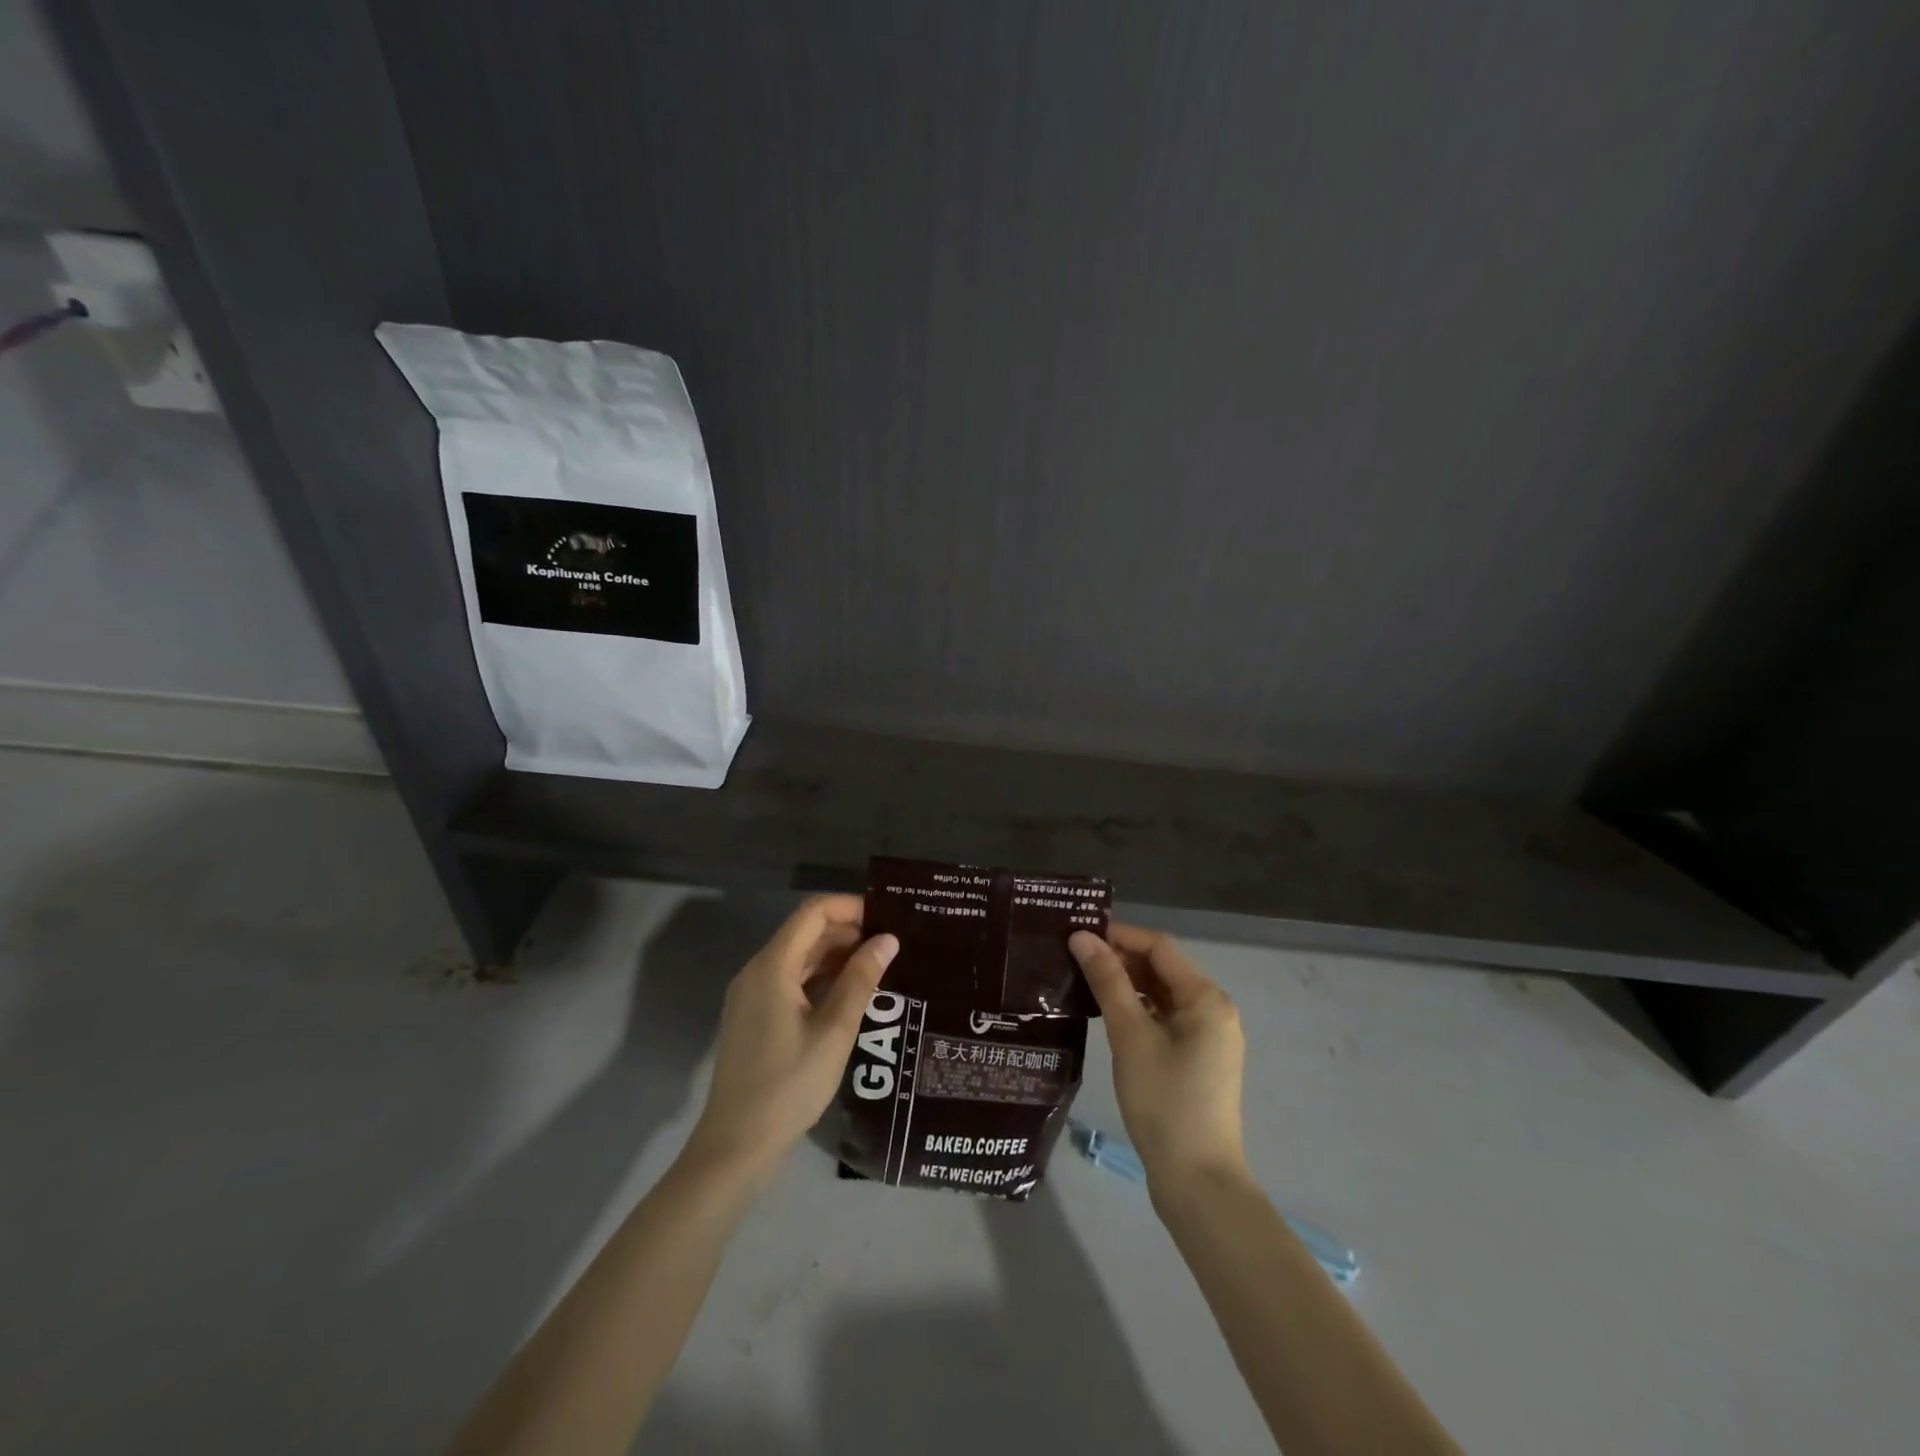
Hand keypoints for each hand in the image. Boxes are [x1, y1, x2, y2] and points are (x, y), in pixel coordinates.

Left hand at [682, 896, 898, 1182]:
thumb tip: (888, 939)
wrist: (737, 1144)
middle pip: (806, 932)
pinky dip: (821, 978)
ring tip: (879, 969)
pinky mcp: (754, 1016)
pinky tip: (850, 994)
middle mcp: (758, 970)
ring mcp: (752, 994)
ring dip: (837, 956)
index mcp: (772, 965)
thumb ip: (861, 979)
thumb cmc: (789, 1084)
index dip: (850, 907)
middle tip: (891, 947)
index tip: (887, 918)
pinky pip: (791, 980)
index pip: (813, 912)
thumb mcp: (835, 1030)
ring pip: (799, 957)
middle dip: (848, 932)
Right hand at [1070, 925, 1248, 1197]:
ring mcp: (1208, 1036)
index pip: (1158, 947)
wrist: (1197, 1181)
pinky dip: (1137, 1009)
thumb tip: (1082, 937)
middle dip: (1120, 959)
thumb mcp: (1130, 1036)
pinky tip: (1106, 1014)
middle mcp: (1213, 1009)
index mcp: (1205, 997)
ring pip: (1161, 994)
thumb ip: (1107, 981)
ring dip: (1126, 984)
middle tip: (1073, 957)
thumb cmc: (1164, 1101)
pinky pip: (1165, 1017)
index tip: (1077, 935)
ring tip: (1082, 981)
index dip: (1118, 935)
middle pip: (1161, 968)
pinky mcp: (1198, 1058)